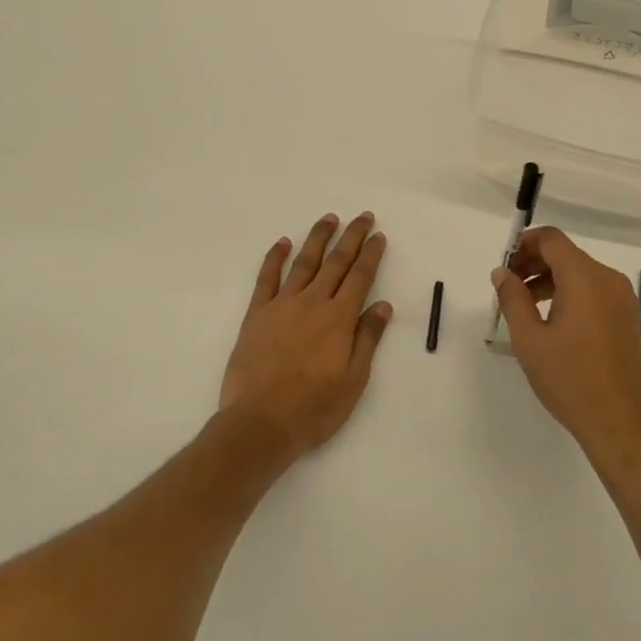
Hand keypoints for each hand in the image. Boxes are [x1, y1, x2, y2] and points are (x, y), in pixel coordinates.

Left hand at [219, 212, 392, 464]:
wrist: (259, 424)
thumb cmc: (313, 409)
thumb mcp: (353, 381)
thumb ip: (367, 339)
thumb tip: (383, 304)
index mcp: (339, 319)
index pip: (360, 276)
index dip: (371, 254)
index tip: (378, 235)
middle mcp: (313, 303)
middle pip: (336, 261)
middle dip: (352, 236)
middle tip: (362, 216)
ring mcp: (282, 305)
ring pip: (304, 262)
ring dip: (318, 238)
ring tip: (329, 219)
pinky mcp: (257, 314)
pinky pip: (267, 278)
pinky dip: (275, 257)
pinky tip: (283, 242)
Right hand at [491, 228, 640, 473]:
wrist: (621, 425)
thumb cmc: (570, 379)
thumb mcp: (529, 339)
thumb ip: (512, 298)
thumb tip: (502, 272)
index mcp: (585, 277)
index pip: (551, 239)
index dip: (523, 244)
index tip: (503, 266)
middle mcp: (607, 279)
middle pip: (565, 254)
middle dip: (533, 263)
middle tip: (507, 286)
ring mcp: (621, 298)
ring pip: (579, 272)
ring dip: (549, 279)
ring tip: (524, 306)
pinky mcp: (626, 317)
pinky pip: (593, 291)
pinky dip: (569, 293)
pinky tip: (551, 320)